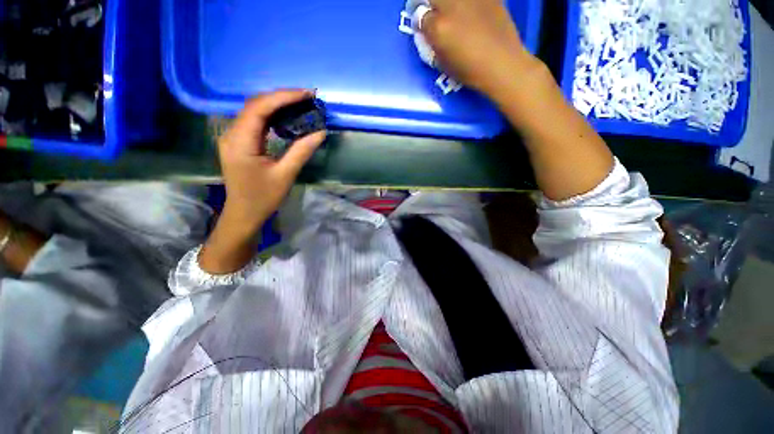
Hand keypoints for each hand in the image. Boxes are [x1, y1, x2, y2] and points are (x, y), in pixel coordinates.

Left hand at [217, 89, 326, 233]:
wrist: (244, 213)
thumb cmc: (263, 197)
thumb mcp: (285, 175)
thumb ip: (302, 151)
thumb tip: (320, 132)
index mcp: (240, 142)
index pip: (259, 108)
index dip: (283, 97)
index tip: (306, 94)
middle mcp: (232, 134)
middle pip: (255, 104)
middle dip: (281, 97)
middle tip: (307, 97)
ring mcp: (233, 137)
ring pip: (254, 110)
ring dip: (277, 104)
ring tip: (300, 103)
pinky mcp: (238, 141)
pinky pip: (254, 121)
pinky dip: (271, 115)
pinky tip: (286, 116)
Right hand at [420, 0, 538, 97]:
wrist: (502, 64)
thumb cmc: (470, 71)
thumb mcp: (443, 63)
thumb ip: (431, 44)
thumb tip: (426, 30)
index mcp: (439, 27)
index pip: (419, 16)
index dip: (419, 20)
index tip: (420, 24)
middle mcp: (453, 6)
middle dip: (428, 3)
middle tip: (431, 11)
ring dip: (447, 4)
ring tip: (450, 11)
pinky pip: (472, 0)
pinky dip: (467, 5)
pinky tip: (468, 11)